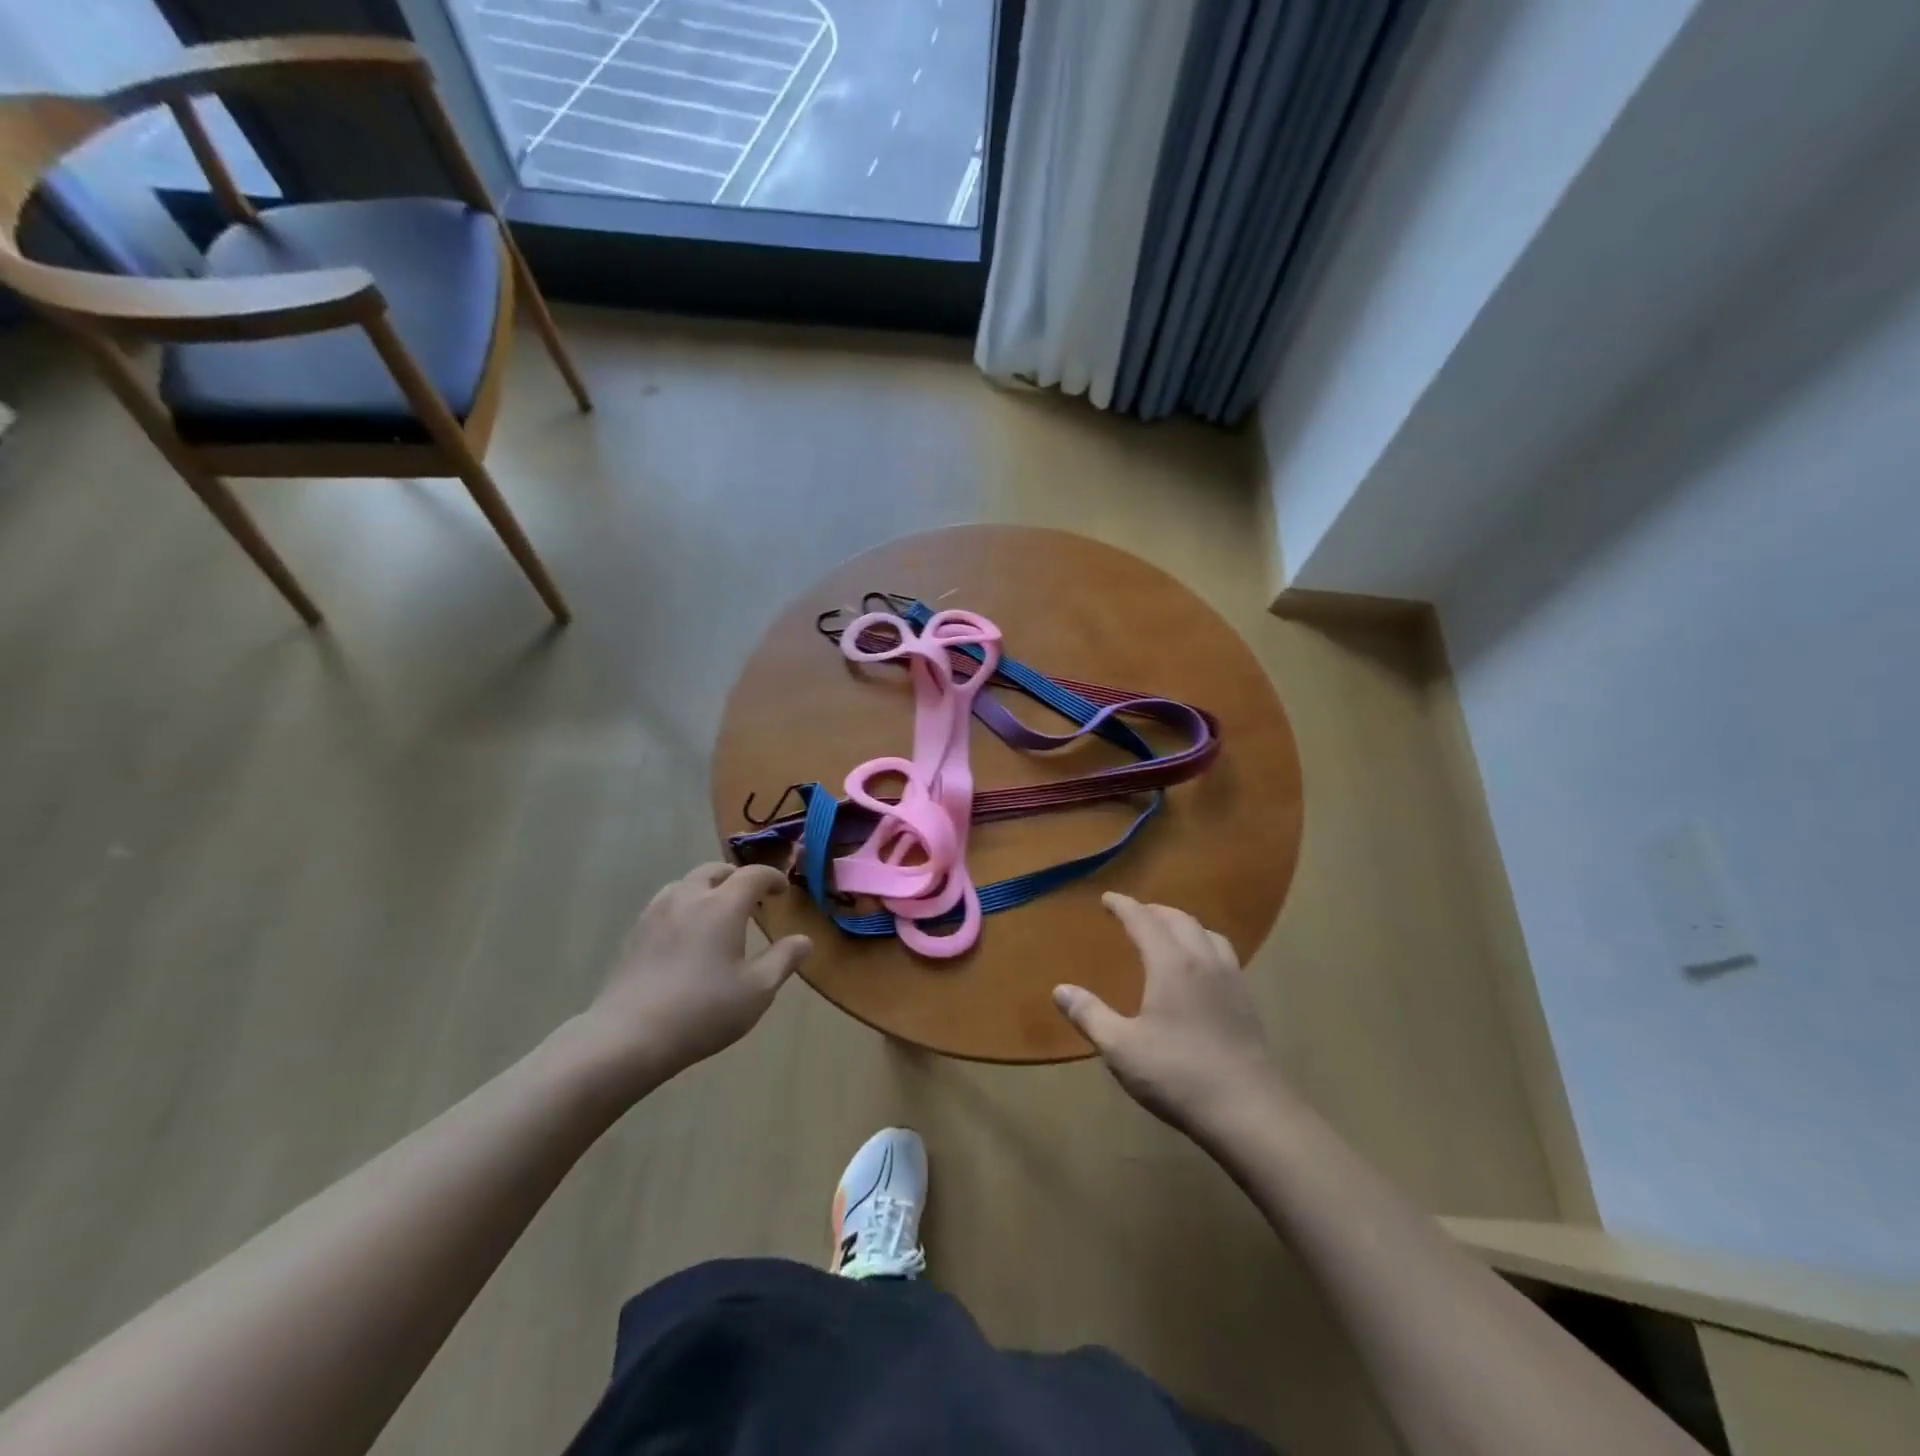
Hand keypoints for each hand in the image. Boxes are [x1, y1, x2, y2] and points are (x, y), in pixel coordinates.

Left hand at [580, 863, 810, 1098]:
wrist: (629, 1036)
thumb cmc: (703, 1011)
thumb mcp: (757, 990)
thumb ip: (783, 960)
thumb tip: (804, 940)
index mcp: (723, 906)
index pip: (753, 875)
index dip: (771, 877)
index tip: (782, 889)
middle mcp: (689, 898)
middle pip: (714, 871)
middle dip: (735, 878)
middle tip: (750, 898)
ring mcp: (656, 914)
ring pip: (685, 884)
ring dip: (706, 888)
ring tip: (716, 911)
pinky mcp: (634, 934)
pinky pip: (664, 904)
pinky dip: (683, 906)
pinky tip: (684, 934)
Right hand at [1054, 893, 1282, 1138]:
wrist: (1248, 1110)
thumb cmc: (1177, 1074)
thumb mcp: (1121, 1048)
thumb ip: (1090, 1015)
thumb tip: (1060, 989)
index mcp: (1171, 964)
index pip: (1144, 920)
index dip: (1124, 906)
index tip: (1107, 899)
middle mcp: (1203, 961)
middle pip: (1180, 920)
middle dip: (1154, 911)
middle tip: (1135, 914)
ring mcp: (1231, 980)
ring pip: (1208, 934)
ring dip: (1184, 925)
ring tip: (1169, 934)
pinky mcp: (1247, 1003)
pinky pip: (1224, 956)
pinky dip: (1205, 946)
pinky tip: (1200, 970)